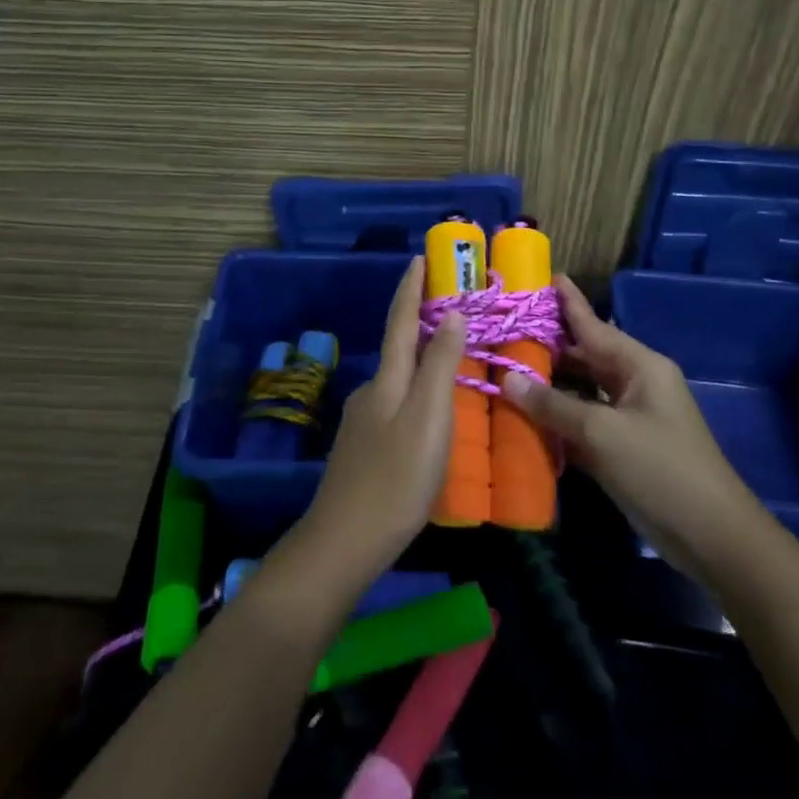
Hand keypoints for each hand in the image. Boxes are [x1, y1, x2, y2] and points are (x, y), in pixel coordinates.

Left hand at [292, 256, 462, 590]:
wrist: (345, 540)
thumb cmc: (396, 477)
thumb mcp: (429, 418)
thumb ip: (439, 365)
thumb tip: (451, 313)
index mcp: (388, 379)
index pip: (401, 320)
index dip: (410, 288)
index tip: (419, 258)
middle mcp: (372, 390)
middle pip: (398, 346)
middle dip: (420, 321)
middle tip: (453, 309)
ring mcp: (364, 420)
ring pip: (399, 379)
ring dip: (422, 361)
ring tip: (453, 361)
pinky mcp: (364, 447)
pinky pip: (396, 405)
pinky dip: (416, 394)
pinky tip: (432, 414)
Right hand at [503, 276, 753, 573]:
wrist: (711, 536)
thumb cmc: (660, 469)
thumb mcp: (602, 433)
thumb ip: (553, 405)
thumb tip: (508, 378)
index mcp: (639, 365)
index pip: (593, 324)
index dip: (567, 301)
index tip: (543, 275)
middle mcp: (634, 382)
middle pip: (584, 355)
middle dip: (547, 344)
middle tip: (503, 328)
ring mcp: (629, 416)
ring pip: (581, 389)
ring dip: (548, 383)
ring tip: (505, 366)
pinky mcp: (622, 447)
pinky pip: (583, 420)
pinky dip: (558, 417)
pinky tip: (525, 414)